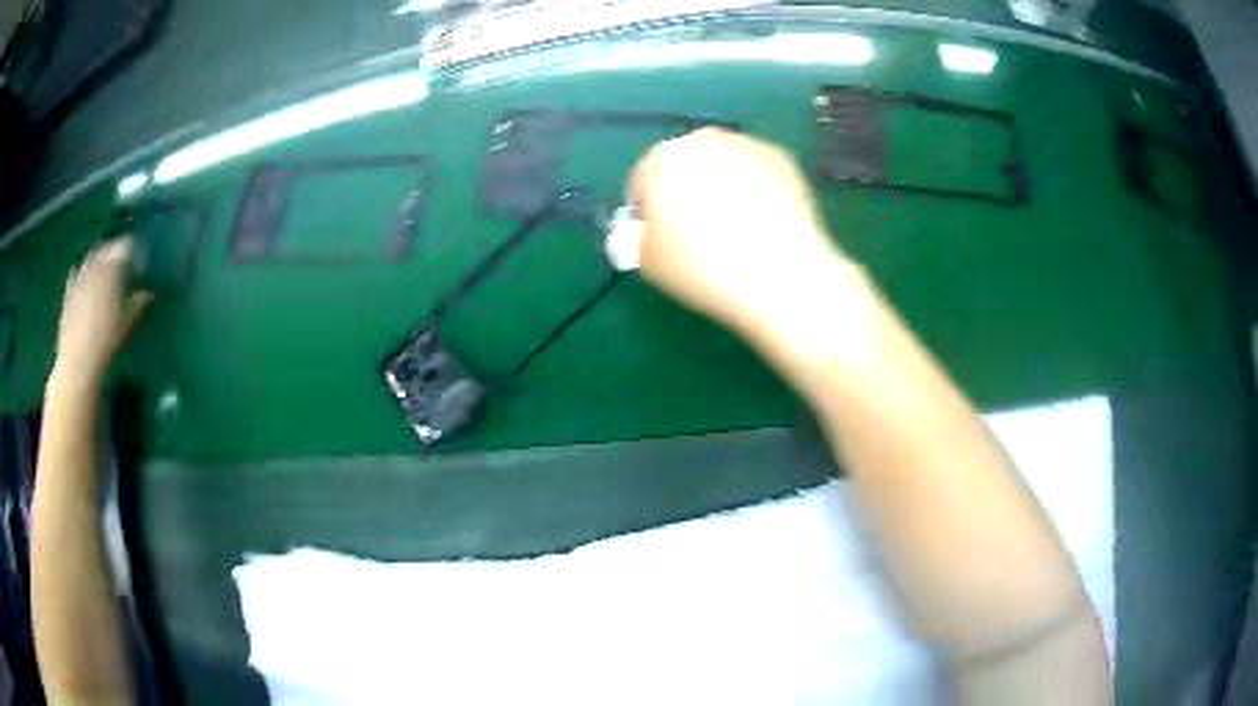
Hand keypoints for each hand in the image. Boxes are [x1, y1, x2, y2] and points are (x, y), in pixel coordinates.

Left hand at [54, 238, 151, 386]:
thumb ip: (138, 302)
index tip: (138, 264)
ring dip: (98, 261)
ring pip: (91, 257)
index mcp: (112, 266)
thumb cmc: (107, 340)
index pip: (126, 245)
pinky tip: (84, 282)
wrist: (79, 362)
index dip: (133, 251)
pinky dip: (81, 274)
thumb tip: (149, 293)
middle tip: (122, 266)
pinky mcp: (69, 290)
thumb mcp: (128, 322)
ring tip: (104, 273)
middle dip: (115, 253)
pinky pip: (76, 274)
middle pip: (107, 247)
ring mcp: (80, 275)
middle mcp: (96, 263)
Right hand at [629, 128, 849, 333]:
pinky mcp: (781, 158)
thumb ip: (637, 237)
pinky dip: (754, 187)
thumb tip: (648, 230)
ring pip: (723, 162)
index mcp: (660, 160)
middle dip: (686, 188)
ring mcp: (745, 144)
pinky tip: (763, 221)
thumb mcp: (649, 263)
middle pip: (684, 162)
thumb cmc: (703, 269)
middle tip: (697, 229)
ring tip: (734, 225)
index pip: (643, 178)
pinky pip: (755, 171)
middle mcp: (701, 140)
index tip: (658, 236)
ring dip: (721, 183)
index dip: (647, 209)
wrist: (780, 274)